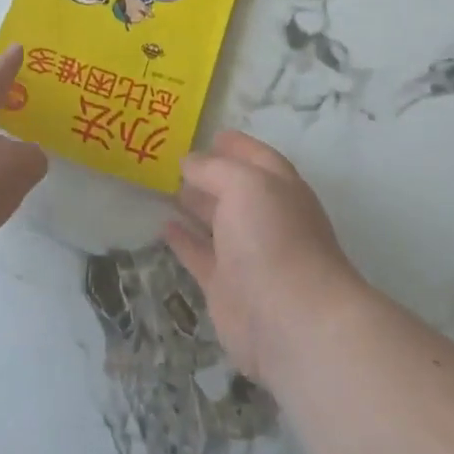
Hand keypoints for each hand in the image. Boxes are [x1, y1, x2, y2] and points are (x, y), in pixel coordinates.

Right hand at [164, 131, 366, 380]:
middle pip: (235, 190)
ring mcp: (246, 255)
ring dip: (193, 205)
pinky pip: (199, 255)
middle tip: (173, 160)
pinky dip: (182, 240)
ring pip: (216, 223)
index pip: (258, 159)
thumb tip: (188, 162)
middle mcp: (266, 220)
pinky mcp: (225, 286)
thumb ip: (213, 169)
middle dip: (209, 174)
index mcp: (280, 190)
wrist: (291, 320)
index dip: (237, 146)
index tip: (210, 133)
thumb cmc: (274, 239)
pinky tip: (162, 226)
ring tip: (162, 187)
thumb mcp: (245, 184)